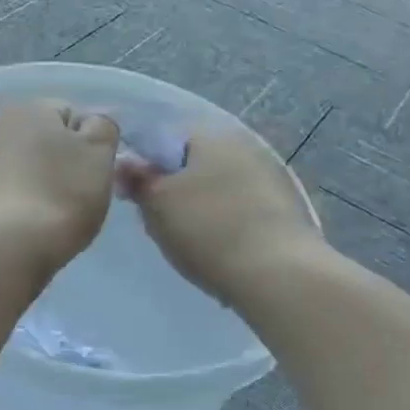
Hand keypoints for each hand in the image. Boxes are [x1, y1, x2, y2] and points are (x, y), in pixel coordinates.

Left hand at [0, 101, 120, 274]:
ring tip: (51, 212)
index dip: (89, 145)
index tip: (94, 174)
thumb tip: (90, 125)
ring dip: (38, 180)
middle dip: (61, 161)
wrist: (8, 245)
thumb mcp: (100, 153)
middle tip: (76, 195)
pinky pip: (5, 188)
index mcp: (30, 107)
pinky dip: (18, 200)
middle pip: (44, 139)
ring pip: (24, 165)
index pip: (72, 115)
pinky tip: (27, 222)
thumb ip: (102, 128)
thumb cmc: (62, 193)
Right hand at [118, 131, 322, 307]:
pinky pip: (241, 208)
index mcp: (212, 134)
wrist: (279, 276)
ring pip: (218, 187)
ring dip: (201, 206)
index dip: (144, 165)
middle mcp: (245, 145)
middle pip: (194, 163)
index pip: (165, 137)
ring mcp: (271, 176)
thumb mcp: (157, 203)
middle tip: (158, 221)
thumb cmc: (208, 229)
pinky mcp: (286, 209)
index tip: (134, 195)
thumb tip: (124, 161)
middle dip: (174, 187)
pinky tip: (219, 249)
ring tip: (188, 240)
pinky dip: (226, 223)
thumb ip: (137, 179)